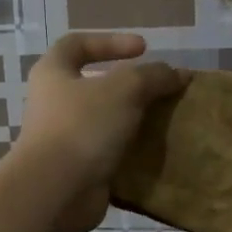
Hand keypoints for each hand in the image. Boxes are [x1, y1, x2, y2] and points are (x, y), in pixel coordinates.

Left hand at [15, 33, 187, 231]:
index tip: (144, 49)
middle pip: (93, 84)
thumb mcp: (125, 89)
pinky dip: (130, 150)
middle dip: (128, 85)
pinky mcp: (77, 168)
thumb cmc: (83, 126)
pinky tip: (156, 150)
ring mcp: (64, 138)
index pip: (78, 43)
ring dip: (133, 119)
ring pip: (104, 120)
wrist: (56, 191)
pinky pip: (109, 151)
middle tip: (159, 89)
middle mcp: (53, 103)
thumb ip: (153, 76)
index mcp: (53, 73)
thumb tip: (178, 73)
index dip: (111, 41)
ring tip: (164, 119)